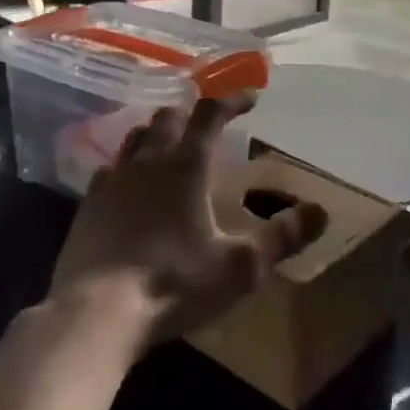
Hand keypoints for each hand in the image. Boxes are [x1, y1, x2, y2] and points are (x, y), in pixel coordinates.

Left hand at [49, 94, 327, 355]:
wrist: (94, 314)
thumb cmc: (174, 284)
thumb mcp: (240, 266)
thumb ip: (281, 237)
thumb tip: (321, 211)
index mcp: (186, 165)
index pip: (211, 114)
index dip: (232, 99)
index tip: (251, 96)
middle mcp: (148, 160)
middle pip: (169, 117)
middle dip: (192, 113)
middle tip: (208, 123)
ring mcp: (113, 179)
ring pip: (136, 137)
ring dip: (158, 133)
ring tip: (171, 145)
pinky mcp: (88, 204)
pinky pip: (110, 168)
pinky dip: (128, 165)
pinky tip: (130, 184)